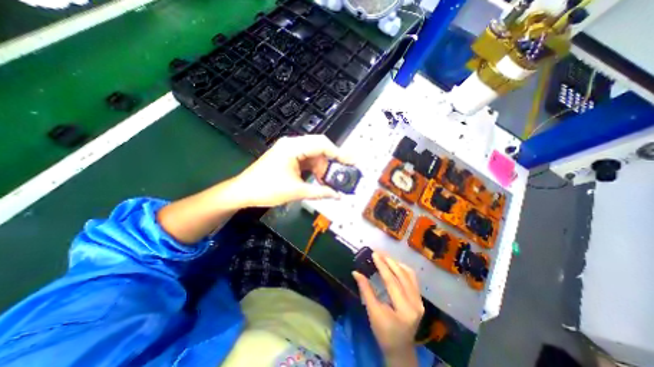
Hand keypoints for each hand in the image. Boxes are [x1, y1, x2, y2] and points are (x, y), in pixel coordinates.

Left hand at [231, 134, 352, 208]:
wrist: (243, 192)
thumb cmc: (266, 189)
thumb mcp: (297, 191)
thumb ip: (320, 193)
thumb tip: (338, 196)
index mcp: (293, 147)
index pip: (322, 144)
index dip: (338, 153)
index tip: (350, 162)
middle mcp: (292, 144)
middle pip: (319, 148)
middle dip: (330, 163)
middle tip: (339, 176)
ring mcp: (290, 150)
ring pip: (314, 155)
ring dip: (322, 168)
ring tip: (327, 182)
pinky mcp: (288, 157)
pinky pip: (307, 160)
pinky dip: (314, 169)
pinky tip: (318, 179)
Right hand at [353, 251, 423, 365]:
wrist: (400, 350)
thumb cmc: (384, 333)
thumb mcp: (373, 312)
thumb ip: (365, 290)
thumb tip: (355, 272)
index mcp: (404, 309)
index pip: (392, 281)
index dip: (382, 266)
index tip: (374, 254)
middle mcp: (416, 303)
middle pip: (402, 275)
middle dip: (389, 261)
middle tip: (378, 252)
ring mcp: (419, 300)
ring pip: (409, 274)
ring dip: (396, 263)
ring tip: (384, 256)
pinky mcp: (419, 299)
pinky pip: (412, 278)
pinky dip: (402, 269)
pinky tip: (394, 264)